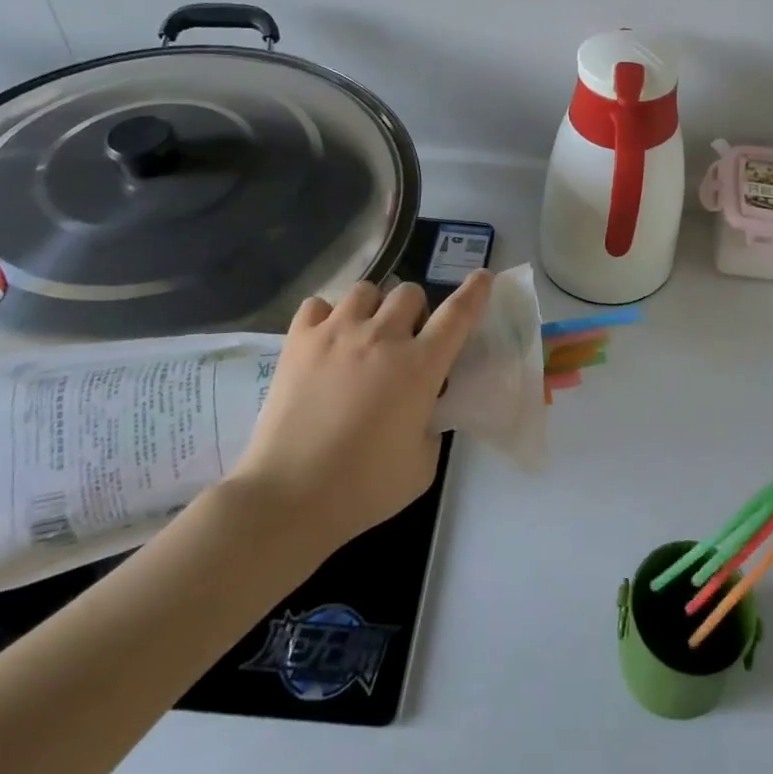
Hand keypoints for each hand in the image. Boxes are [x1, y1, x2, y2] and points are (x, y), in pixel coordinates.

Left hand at [230, 271, 493, 554]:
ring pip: (366, 290)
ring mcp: (337, 333)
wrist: (290, 495)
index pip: (458, 314)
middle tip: (406, 341)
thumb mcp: (423, 463)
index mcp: (420, 366)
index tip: (482, 277)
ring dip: (374, 308)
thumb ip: (431, 424)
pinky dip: (327, 316)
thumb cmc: (365, 487)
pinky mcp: (298, 341)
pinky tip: (326, 340)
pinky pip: (318, 304)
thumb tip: (422, 408)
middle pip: (409, 293)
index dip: (474, 292)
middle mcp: (382, 337)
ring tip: (364, 335)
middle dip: (415, 312)